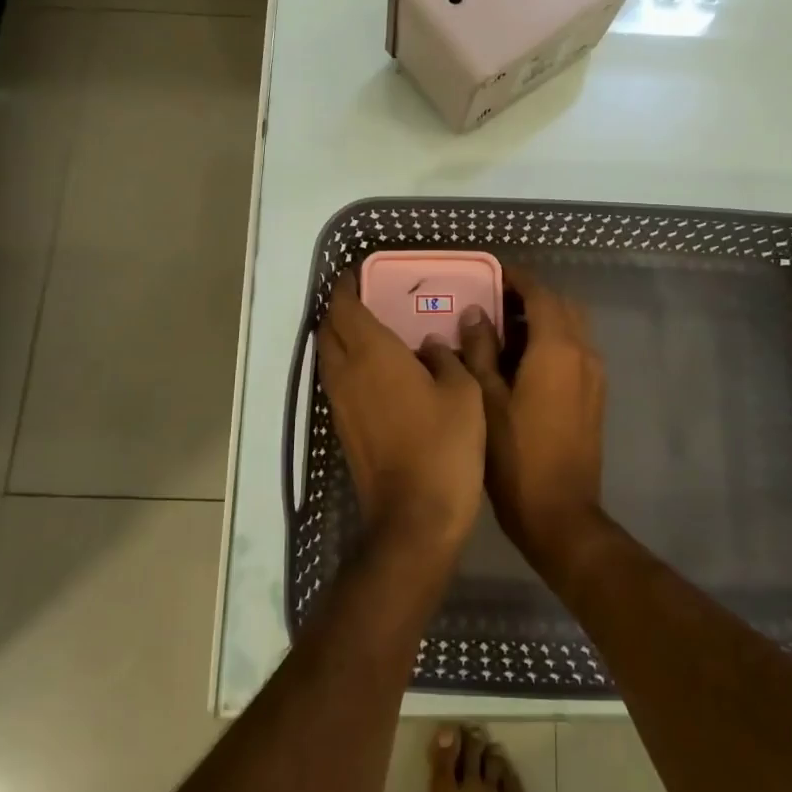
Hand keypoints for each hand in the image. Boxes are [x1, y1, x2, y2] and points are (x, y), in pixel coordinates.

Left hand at [316, 271, 485, 564]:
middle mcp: (347, 373)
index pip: (344, 307)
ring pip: (328, 356)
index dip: (345, 287)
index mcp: (373, 353)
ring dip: (339, 337)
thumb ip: (447, 358)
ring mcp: (340, 403)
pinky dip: (347, 364)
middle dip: (339, 309)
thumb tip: (430, 344)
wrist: (414, 517)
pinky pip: (337, 380)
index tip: (356, 274)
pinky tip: (376, 371)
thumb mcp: (464, 392)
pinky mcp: (343, 428)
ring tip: (370, 329)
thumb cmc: (444, 446)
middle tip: (365, 298)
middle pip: (328, 329)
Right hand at [460, 268, 606, 572]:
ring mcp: (594, 375)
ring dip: (543, 319)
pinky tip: (522, 361)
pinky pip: (576, 351)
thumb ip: (481, 350)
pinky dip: (553, 341)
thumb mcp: (486, 399)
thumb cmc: (515, 456)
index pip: (541, 294)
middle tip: (494, 302)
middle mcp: (583, 353)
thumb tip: (476, 312)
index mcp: (557, 349)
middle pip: (562, 306)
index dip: (517, 279)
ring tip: (503, 331)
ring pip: (572, 328)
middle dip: (531, 297)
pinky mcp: (594, 395)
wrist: (560, 514)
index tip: (491, 275)